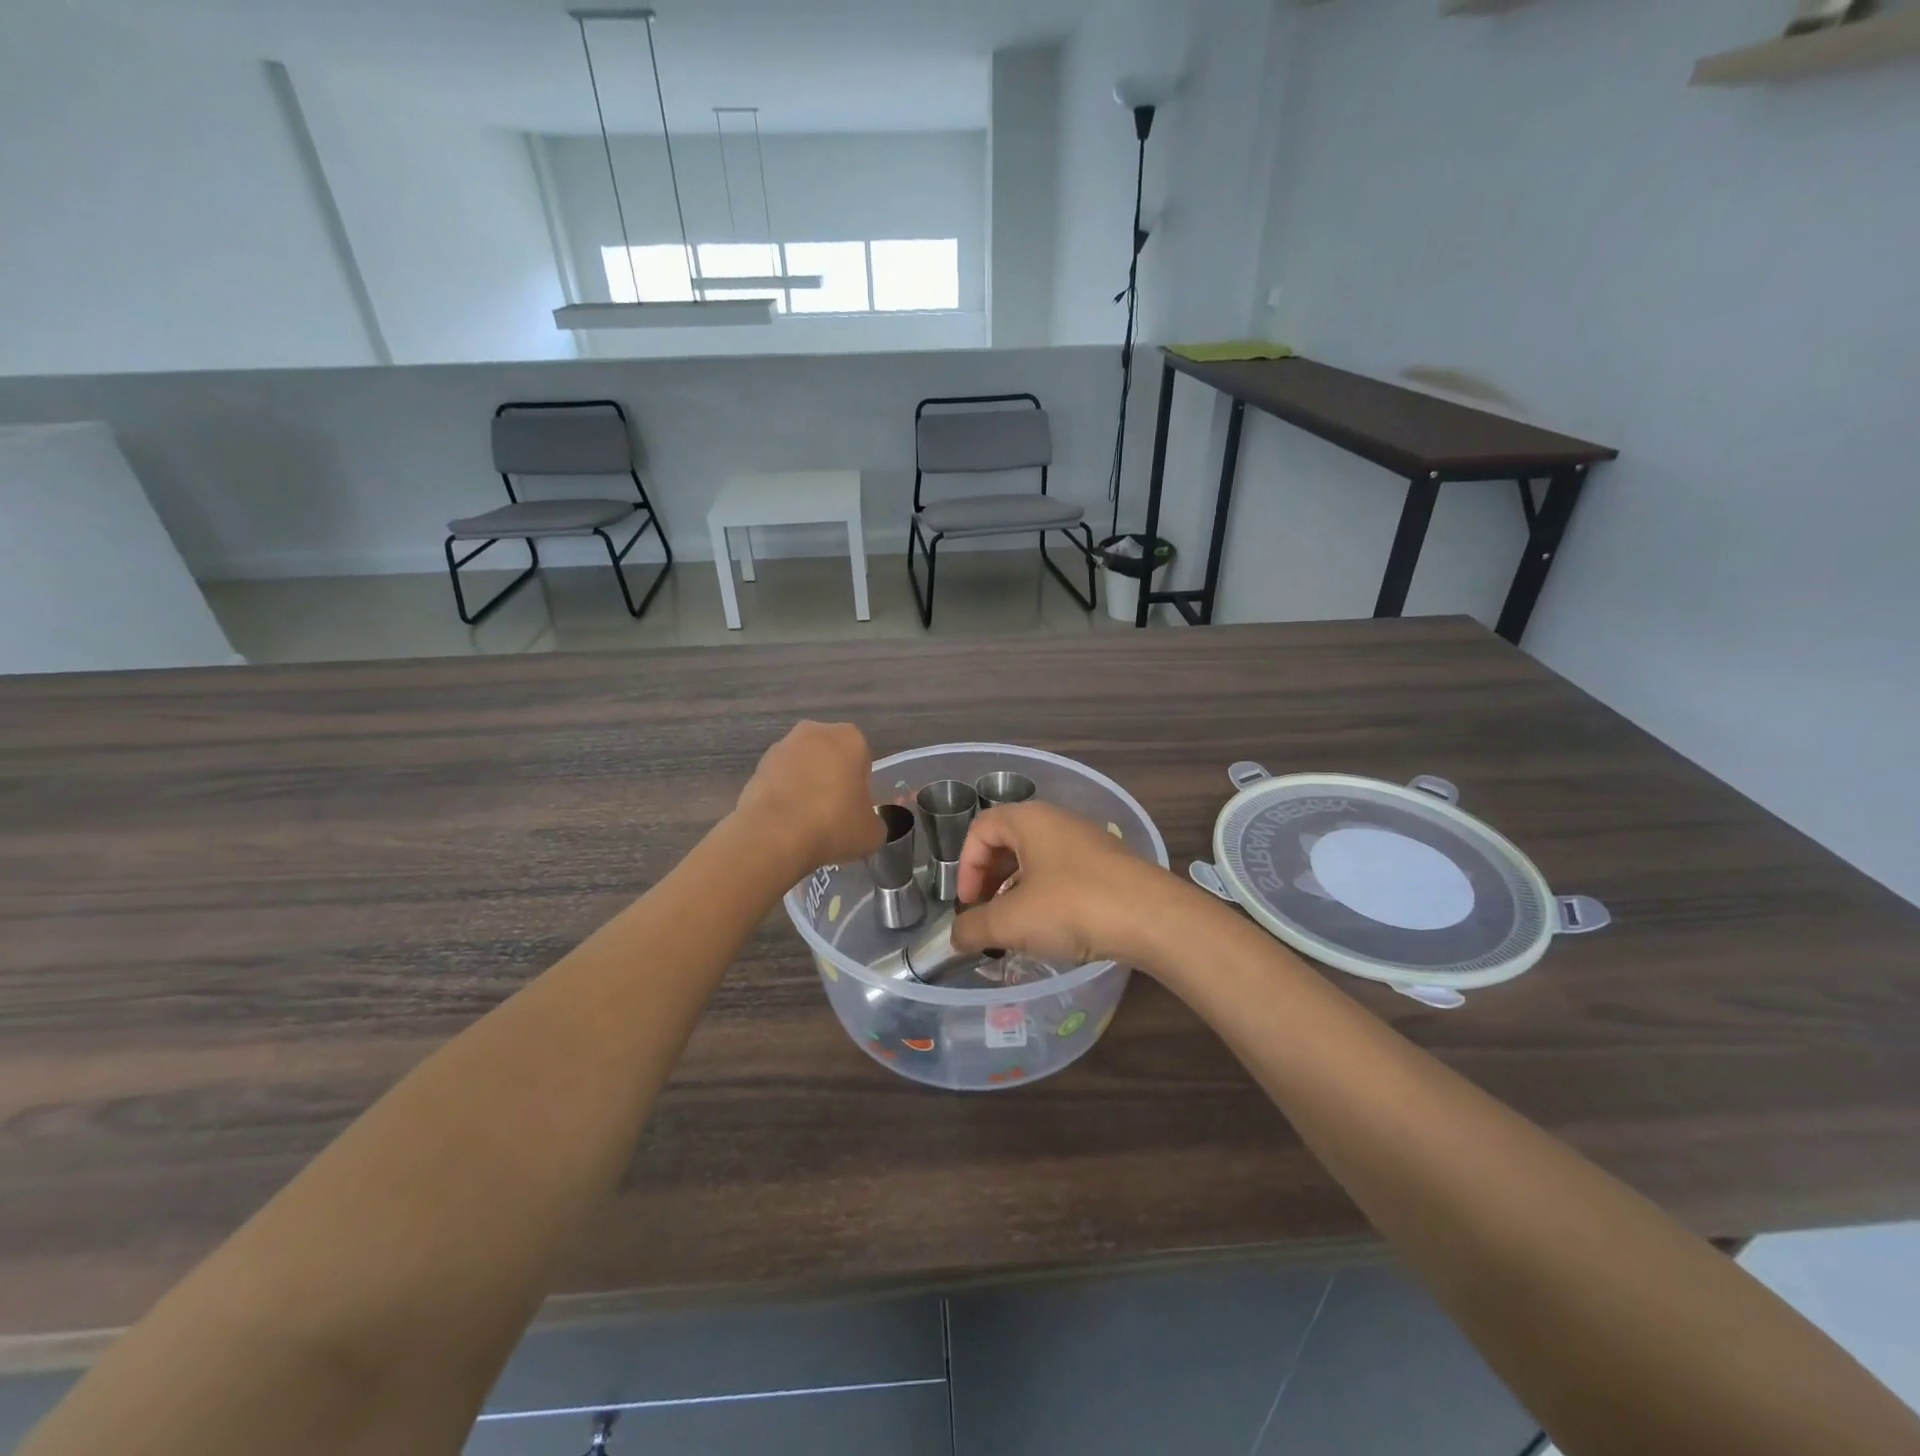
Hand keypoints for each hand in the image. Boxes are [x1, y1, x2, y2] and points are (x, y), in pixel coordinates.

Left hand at [735, 721, 886, 874]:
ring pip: (803, 768)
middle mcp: (814, 732)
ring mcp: (781, 747)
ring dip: (806, 787)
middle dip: (832, 781)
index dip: (861, 787)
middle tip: (834, 815)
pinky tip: (787, 824)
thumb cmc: (834, 823)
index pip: (863, 760)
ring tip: (808, 823)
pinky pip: (780, 782)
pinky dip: (784, 798)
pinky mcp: (756, 768)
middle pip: (830, 758)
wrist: (774, 835)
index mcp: (849, 737)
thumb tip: (867, 824)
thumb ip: (875, 822)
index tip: (856, 810)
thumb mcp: (872, 832)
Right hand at [949, 802, 1187, 971]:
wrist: (1154, 918)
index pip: (981, 827)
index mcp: (1029, 819)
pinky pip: (1064, 873)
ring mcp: (1088, 841)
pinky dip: (1046, 895)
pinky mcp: (1109, 865)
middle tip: (987, 915)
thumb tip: (956, 936)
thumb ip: (975, 927)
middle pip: (1008, 841)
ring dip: (1017, 890)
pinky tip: (1053, 928)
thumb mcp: (1013, 922)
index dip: (966, 866)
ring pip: (1037, 859)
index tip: (969, 904)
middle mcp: (1058, 821)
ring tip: (1017, 926)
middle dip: (989, 879)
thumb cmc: (1073, 907)